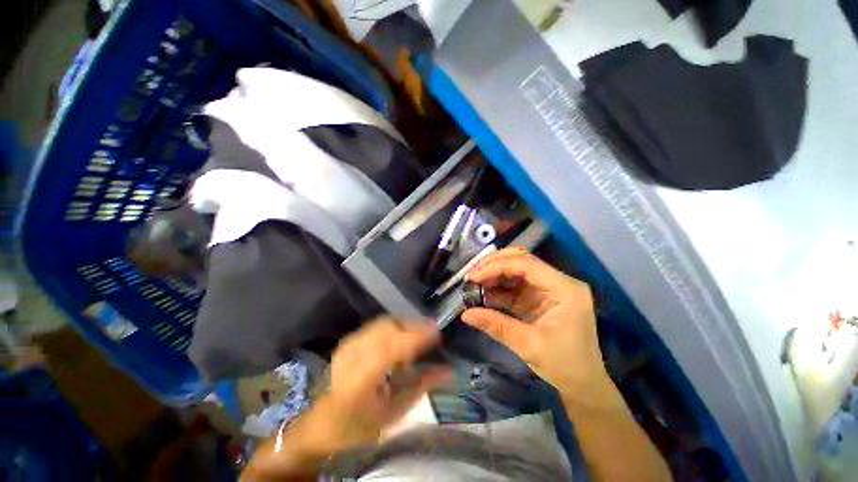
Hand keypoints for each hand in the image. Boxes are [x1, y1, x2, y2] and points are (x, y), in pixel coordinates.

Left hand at [322, 317, 450, 448]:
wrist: (320, 424)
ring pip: (384, 322)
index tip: (438, 332)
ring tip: (417, 339)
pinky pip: (378, 325)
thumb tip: (448, 370)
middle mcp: (352, 355)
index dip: (416, 336)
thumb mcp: (394, 412)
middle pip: (389, 327)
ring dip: (405, 326)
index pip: (392, 348)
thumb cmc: (359, 427)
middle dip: (414, 327)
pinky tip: (399, 341)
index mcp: (360, 379)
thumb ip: (422, 386)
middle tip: (431, 337)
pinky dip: (394, 328)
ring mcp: (348, 344)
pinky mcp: (349, 340)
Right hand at [462, 248, 606, 395]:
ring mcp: (547, 289)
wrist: (583, 384)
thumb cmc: (564, 366)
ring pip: (516, 270)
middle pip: (522, 260)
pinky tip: (483, 294)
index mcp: (564, 289)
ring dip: (493, 275)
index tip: (474, 276)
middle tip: (472, 275)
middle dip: (494, 264)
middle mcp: (557, 282)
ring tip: (473, 284)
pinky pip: (514, 286)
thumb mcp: (529, 346)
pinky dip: (497, 288)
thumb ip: (496, 326)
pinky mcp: (538, 297)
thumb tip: (465, 314)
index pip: (527, 265)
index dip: (497, 266)